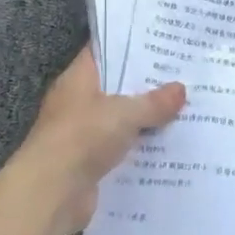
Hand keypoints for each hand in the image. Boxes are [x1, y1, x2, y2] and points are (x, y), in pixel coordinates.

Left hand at [8, 51, 186, 234]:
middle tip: (182, 75)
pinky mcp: (89, 164)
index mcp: (78, 79)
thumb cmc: (82, 137)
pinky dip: (140, 149)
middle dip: (144, 85)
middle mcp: (77, 103)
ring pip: (119, 120)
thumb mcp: (124, 113)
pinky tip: (169, 146)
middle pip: (114, 87)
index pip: (102, 52)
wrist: (51, 193)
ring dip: (145, 120)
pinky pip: (120, 149)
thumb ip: (153, 102)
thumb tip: (181, 89)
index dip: (128, 45)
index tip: (158, 41)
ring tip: (183, 109)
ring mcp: (82, 134)